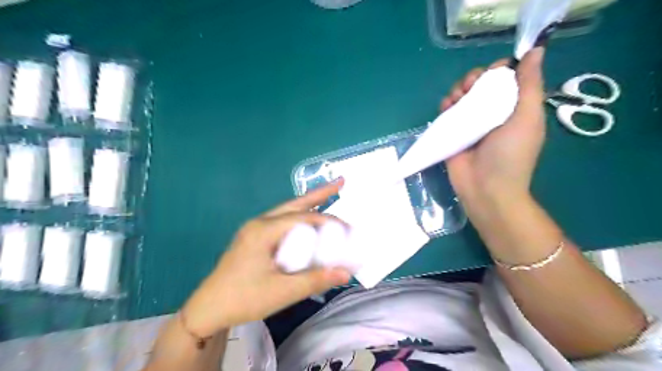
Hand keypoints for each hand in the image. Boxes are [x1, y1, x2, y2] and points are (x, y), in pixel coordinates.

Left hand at [179, 183, 347, 335]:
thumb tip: (346, 273)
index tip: (348, 231)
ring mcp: (255, 229)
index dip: (328, 221)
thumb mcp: (282, 292)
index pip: (303, 217)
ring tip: (329, 195)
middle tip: (341, 183)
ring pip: (287, 210)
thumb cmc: (244, 299)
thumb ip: (315, 280)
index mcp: (263, 230)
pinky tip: (308, 222)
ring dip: (309, 204)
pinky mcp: (254, 238)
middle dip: (319, 194)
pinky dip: (299, 218)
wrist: (209, 309)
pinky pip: (282, 222)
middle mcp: (259, 223)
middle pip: (295, 204)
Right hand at [442, 48, 545, 208]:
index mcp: (514, 107)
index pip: (506, 79)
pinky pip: (447, 112)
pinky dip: (445, 105)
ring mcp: (470, 123)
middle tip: (472, 86)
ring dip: (458, 89)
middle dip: (474, 79)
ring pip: (462, 96)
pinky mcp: (452, 133)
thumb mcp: (528, 118)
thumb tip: (536, 50)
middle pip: (481, 85)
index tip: (493, 72)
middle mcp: (492, 113)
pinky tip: (446, 107)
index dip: (498, 70)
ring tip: (457, 98)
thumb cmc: (511, 154)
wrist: (486, 188)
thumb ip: (530, 85)